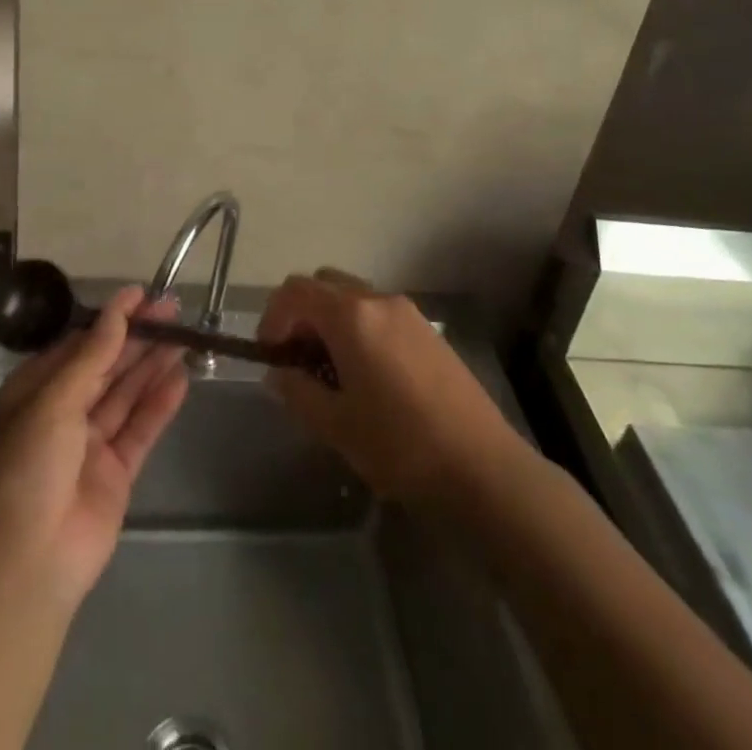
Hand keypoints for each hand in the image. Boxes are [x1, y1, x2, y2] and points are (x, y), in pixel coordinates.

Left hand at [0, 286, 187, 606]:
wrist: (26, 565)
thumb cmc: (26, 468)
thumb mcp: (52, 401)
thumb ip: (92, 356)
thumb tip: (118, 310)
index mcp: (32, 393)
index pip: (77, 346)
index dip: (110, 320)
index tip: (141, 295)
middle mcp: (60, 414)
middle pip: (105, 366)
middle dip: (137, 338)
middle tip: (173, 310)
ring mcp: (89, 445)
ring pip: (126, 394)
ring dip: (153, 365)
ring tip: (185, 334)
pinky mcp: (116, 473)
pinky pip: (140, 429)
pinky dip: (160, 404)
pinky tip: (182, 377)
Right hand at [257, 269, 519, 505]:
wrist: (482, 467)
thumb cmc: (400, 446)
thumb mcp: (335, 425)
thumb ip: (297, 391)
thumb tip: (278, 372)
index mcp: (351, 315)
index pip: (295, 290)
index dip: (273, 317)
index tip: (270, 354)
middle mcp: (378, 300)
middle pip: (324, 284)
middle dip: (301, 315)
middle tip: (296, 361)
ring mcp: (408, 312)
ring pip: (352, 297)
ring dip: (330, 322)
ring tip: (330, 373)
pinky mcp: (427, 330)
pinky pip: (378, 314)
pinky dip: (358, 329)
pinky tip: (366, 376)